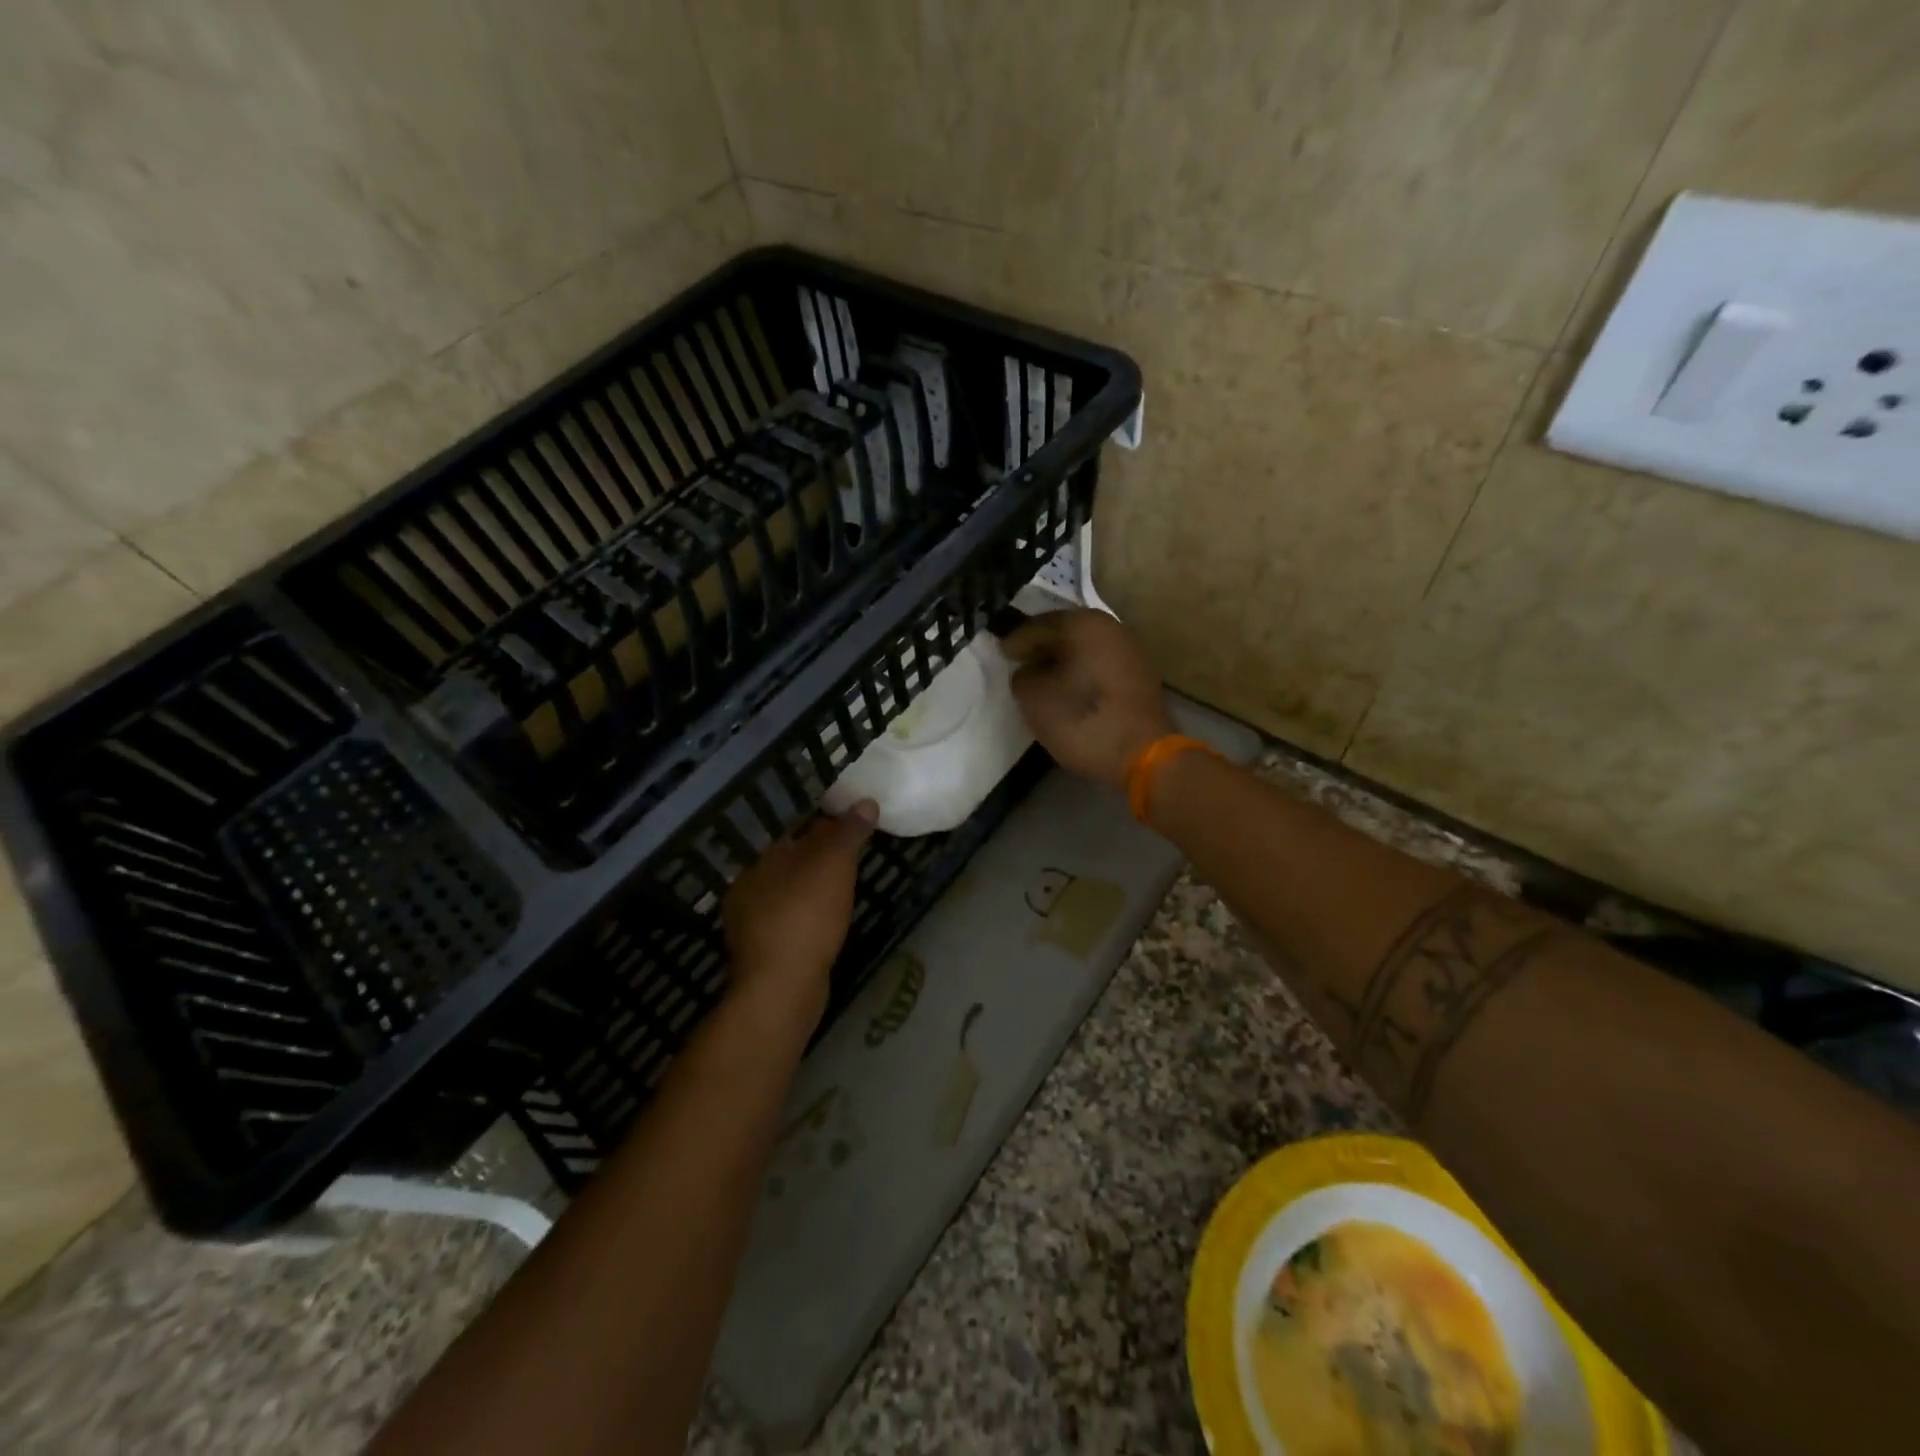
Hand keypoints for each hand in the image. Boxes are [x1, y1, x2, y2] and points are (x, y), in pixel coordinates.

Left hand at [722, 801, 877, 1025]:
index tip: (847, 825)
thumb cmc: (806, 916)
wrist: (781, 988)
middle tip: (849, 856)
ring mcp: (749, 922)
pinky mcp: (761, 952)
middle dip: (814, 857)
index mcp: (760, 859)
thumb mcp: (834, 865)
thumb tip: (865, 802)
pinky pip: (788, 921)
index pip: (792, 830)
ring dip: (810, 889)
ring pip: (786, 893)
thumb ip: (848, 832)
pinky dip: (806, 917)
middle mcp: (747, 886)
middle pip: (787, 861)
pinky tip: (823, 923)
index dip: (821, 825)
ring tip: (840, 888)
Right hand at [1002, 610, 1173, 789]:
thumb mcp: (1034, 698)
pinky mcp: (1141, 676)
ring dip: (1063, 662)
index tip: (1001, 656)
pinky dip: (1082, 674)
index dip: (1016, 642)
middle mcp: (1111, 627)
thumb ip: (1022, 675)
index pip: (1038, 626)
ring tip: (1043, 681)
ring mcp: (1131, 651)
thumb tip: (1030, 670)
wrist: (1143, 755)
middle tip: (1020, 665)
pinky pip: (1101, 666)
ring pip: (1085, 649)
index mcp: (1084, 623)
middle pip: (1065, 633)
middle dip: (1041, 648)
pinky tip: (1070, 692)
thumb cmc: (1082, 720)